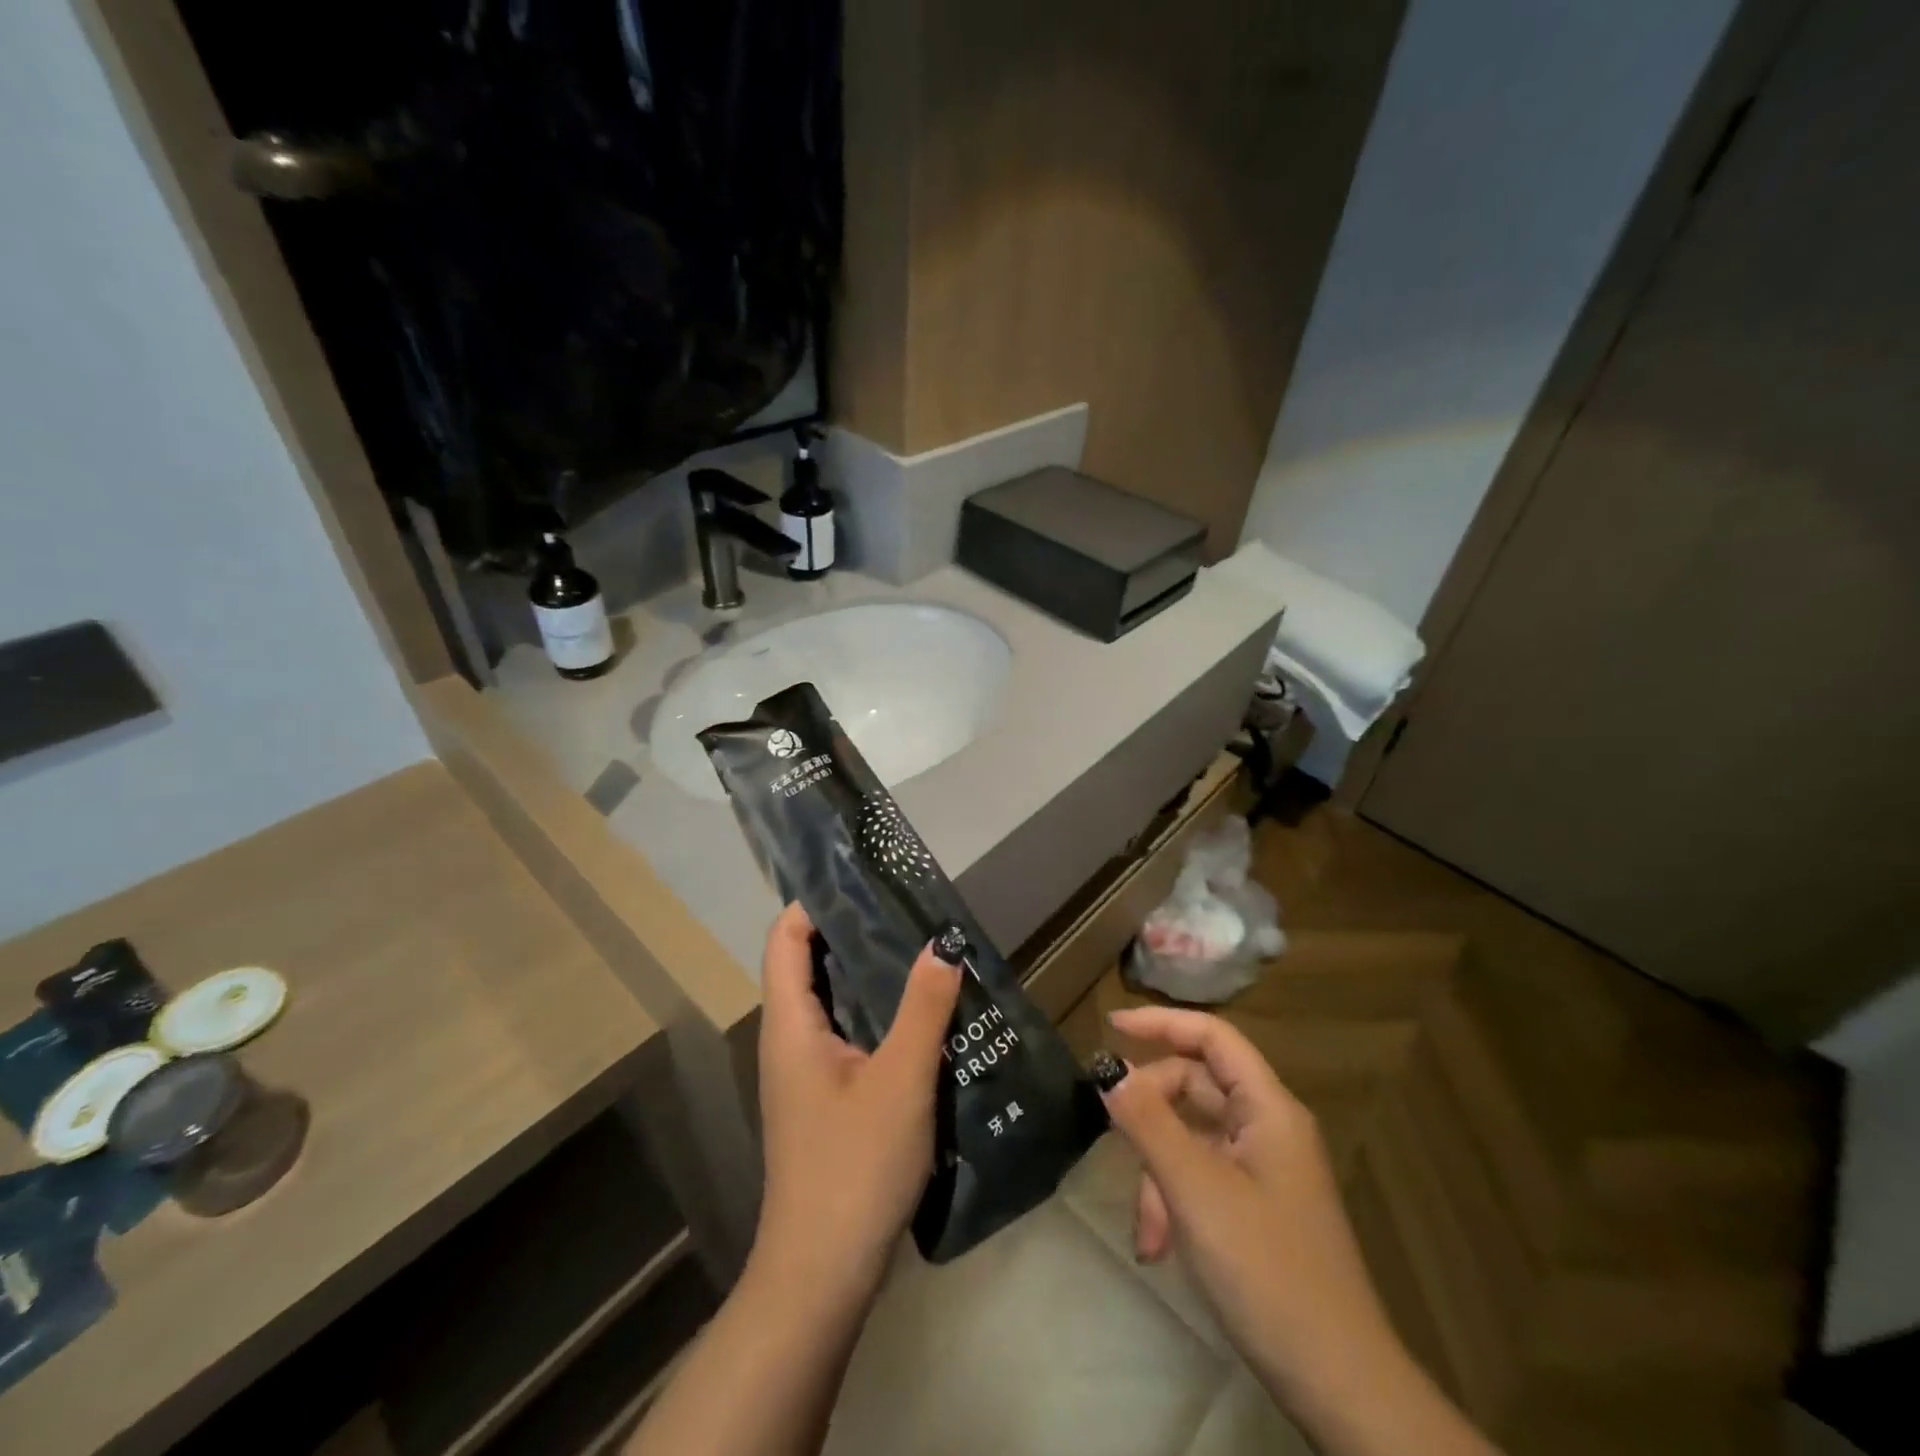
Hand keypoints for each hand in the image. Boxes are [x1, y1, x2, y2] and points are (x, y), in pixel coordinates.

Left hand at [751, 902, 962, 1307]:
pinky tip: (920, 1015)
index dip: (814, 902)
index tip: (862, 879)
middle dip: (852, 932)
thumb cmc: (854, 1165)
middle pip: (809, 964)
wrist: (822, 1274)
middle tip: (907, 908)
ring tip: (921, 949)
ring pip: (832, 1001)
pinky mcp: (825, 1098)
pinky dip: (876, 1012)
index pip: (784, 939)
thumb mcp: (901, 1080)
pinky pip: (847, 1034)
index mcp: (790, 1024)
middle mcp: (789, 1039)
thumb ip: (923, 1008)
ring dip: (869, 974)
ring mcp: (805, 1072)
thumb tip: (943, 944)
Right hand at [1097, 1006, 1398, 1404]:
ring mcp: (1264, 1169)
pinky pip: (1203, 1176)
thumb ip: (1148, 1121)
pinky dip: (1174, 1200)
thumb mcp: (1195, 1189)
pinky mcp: (1257, 1206)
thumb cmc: (1266, 1270)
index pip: (1213, 1036)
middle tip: (1111, 1135)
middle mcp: (1269, 1127)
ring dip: (1158, 1171)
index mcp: (1269, 1109)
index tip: (1110, 1026)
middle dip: (1151, 1115)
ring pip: (1193, 1137)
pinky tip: (1159, 1246)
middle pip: (1196, 1086)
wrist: (1338, 1385)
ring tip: (1144, 1231)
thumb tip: (1108, 1068)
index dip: (1161, 1022)